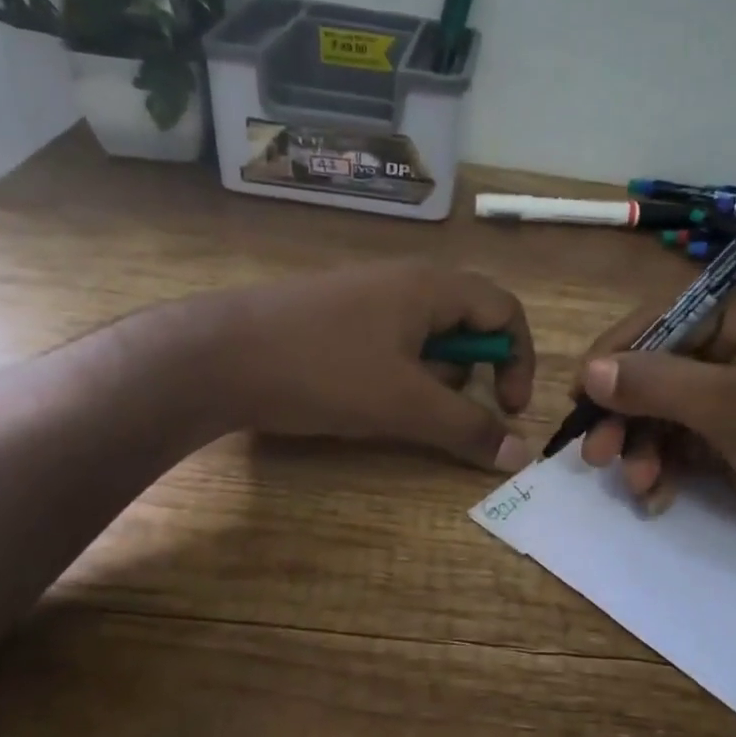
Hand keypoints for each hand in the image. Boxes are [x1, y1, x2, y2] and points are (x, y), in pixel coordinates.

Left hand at [210, 261, 536, 471]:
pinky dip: (394, 372)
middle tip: (444, 409)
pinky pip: (387, 341)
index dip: (520, 359)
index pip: (505, 309)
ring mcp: (364, 295)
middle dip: (470, 373)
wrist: (214, 356)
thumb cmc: (323, 371)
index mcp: (431, 287)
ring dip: (429, 376)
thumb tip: (521, 455)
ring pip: (424, 336)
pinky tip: (358, 396)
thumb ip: (468, 429)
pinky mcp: (333, 315)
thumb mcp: (405, 406)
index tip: (510, 408)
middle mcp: (403, 281)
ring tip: (394, 407)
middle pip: (466, 322)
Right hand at [575, 272, 735, 561]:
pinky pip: (682, 436)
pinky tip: (656, 493)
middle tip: (595, 454)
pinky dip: (665, 463)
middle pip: (657, 367)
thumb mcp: (731, 408)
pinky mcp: (734, 426)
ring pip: (664, 407)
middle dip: (627, 414)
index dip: (614, 358)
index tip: (577, 397)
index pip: (661, 320)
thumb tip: (589, 371)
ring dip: (643, 446)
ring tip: (635, 482)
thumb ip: (655, 384)